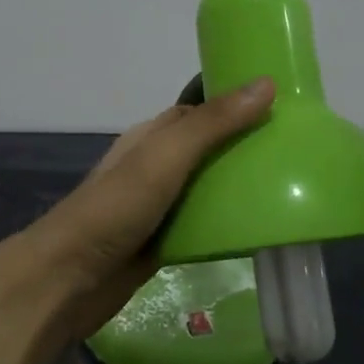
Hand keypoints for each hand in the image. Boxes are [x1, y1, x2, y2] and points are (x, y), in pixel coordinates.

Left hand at [15, 78, 275, 341]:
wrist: (69, 279)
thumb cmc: (116, 207)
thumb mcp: (166, 156)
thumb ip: (213, 124)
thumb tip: (266, 84)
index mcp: (151, 137)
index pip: (199, 112)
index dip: (236, 106)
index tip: (282, 108)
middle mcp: (155, 167)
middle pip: (207, 151)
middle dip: (244, 150)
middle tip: (295, 154)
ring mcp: (157, 206)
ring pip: (206, 190)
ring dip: (238, 190)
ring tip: (289, 190)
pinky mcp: (162, 242)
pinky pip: (201, 227)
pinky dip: (225, 226)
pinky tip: (258, 231)